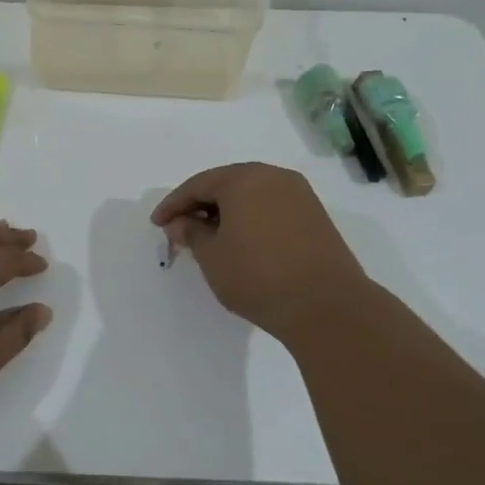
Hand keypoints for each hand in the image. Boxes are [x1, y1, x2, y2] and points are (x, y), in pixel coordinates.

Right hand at [151, 163, 374, 344]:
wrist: (326, 306)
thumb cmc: (258, 276)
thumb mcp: (212, 256)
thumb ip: (191, 232)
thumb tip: (181, 222)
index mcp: (244, 179)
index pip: (198, 184)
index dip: (174, 204)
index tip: (157, 224)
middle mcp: (274, 177)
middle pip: (226, 184)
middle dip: (200, 205)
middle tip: (181, 228)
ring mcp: (300, 196)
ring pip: (251, 196)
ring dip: (227, 212)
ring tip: (209, 238)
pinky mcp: (316, 217)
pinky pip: (271, 208)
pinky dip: (251, 220)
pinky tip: (241, 242)